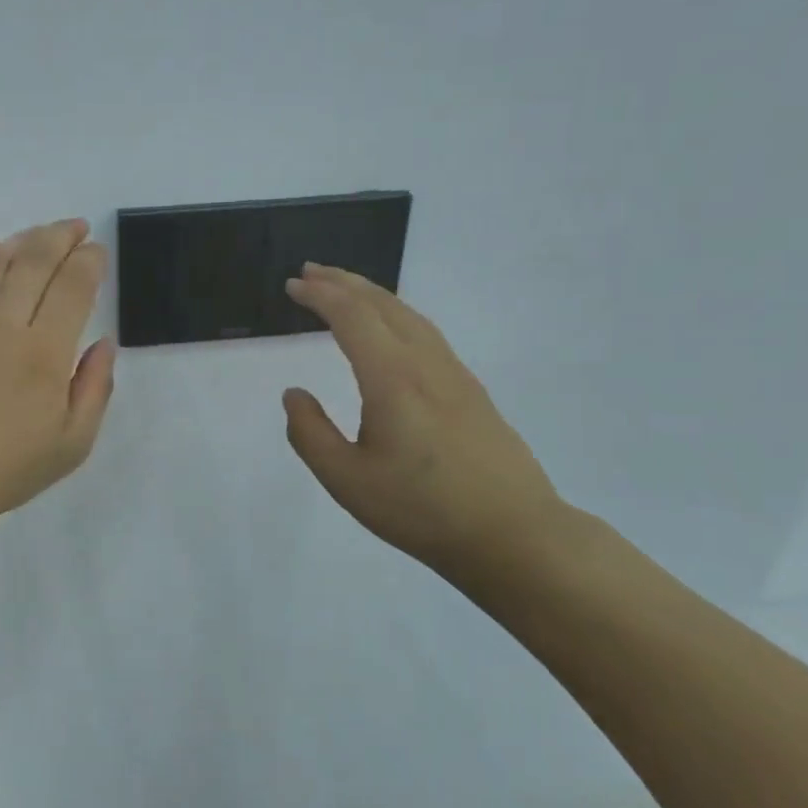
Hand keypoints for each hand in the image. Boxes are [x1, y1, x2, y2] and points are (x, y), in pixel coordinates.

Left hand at [0, 218, 115, 533]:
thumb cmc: (7, 469)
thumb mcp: (72, 443)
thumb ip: (95, 387)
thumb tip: (105, 342)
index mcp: (45, 353)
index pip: (73, 287)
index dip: (89, 261)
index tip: (98, 251)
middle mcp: (6, 325)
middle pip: (36, 262)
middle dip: (61, 237)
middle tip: (76, 227)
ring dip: (25, 240)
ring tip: (42, 233)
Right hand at [281, 263, 565, 581]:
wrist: (514, 535)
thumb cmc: (423, 510)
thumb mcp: (347, 480)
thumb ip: (310, 433)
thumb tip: (294, 394)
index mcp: (393, 379)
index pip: (352, 317)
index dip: (320, 295)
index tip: (293, 284)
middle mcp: (426, 364)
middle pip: (383, 304)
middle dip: (344, 282)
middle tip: (310, 272)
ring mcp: (455, 375)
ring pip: (410, 316)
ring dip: (372, 295)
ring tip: (345, 290)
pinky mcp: (471, 392)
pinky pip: (426, 333)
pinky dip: (396, 315)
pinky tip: (390, 331)